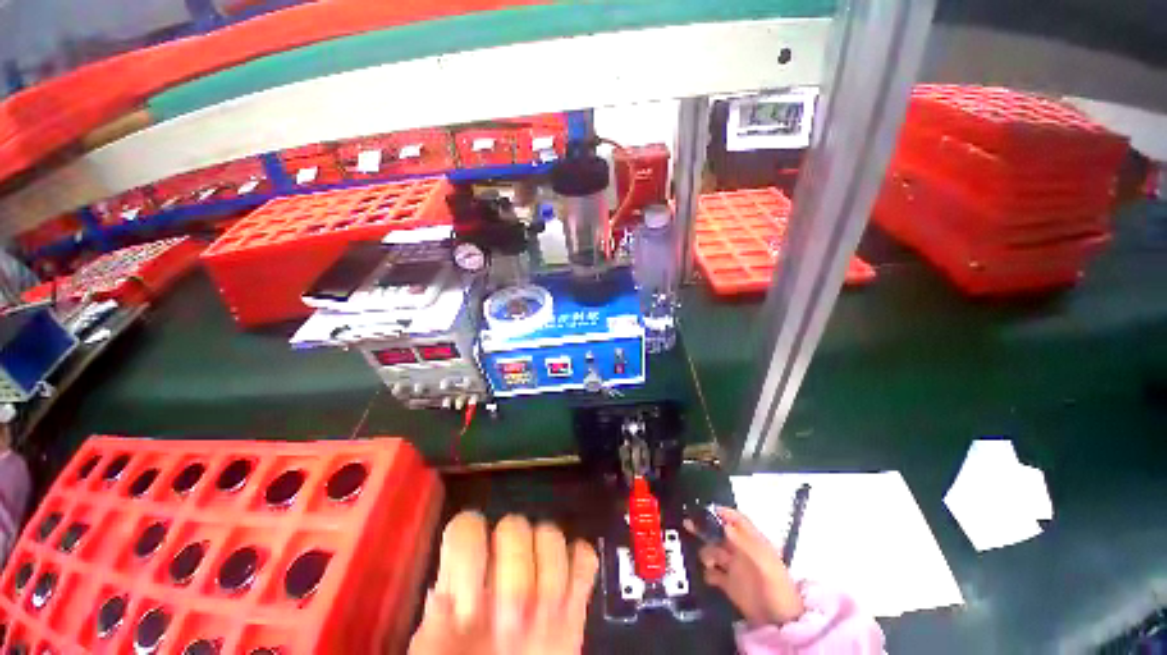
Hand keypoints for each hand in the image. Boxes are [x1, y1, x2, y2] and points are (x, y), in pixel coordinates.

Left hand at [408, 511, 598, 654]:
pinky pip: (584, 556)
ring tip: (541, 624)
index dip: (469, 558)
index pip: (467, 527)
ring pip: (550, 533)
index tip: (469, 613)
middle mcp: (502, 565)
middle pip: (515, 525)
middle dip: (515, 574)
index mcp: (463, 578)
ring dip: (550, 576)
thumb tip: (441, 601)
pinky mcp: (572, 592)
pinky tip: (568, 604)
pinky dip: (580, 572)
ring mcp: (541, 574)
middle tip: (509, 627)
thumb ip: (432, 630)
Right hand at [685, 506, 804, 627]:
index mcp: (754, 543)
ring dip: (706, 552)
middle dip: (705, 527)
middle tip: (689, 523)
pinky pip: (712, 573)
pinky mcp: (729, 585)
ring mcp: (735, 568)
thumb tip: (725, 526)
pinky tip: (708, 575)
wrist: (781, 624)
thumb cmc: (778, 589)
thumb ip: (745, 544)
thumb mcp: (764, 563)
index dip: (723, 512)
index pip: (737, 520)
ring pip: (713, 550)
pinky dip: (707, 572)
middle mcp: (742, 551)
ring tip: (708, 561)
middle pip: (720, 532)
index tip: (706, 509)